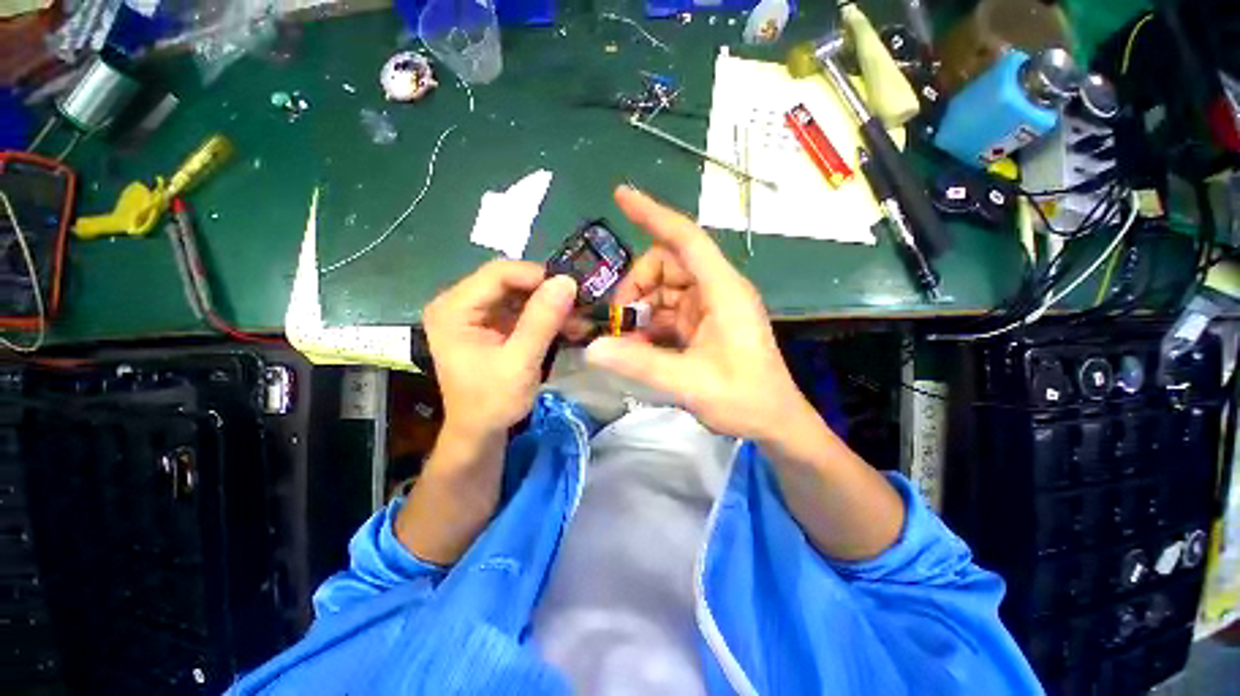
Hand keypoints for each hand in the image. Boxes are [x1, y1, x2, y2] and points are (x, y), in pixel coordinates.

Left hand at [424, 261, 576, 438]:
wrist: (480, 432)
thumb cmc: (492, 402)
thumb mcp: (520, 362)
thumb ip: (542, 321)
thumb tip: (567, 282)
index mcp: (454, 309)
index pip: (498, 273)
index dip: (537, 275)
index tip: (571, 289)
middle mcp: (460, 303)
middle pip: (509, 281)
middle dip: (546, 291)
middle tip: (579, 303)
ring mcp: (476, 313)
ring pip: (519, 293)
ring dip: (550, 304)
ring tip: (579, 317)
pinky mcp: (490, 324)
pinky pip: (521, 309)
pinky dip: (545, 316)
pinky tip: (568, 325)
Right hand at [585, 186, 814, 441]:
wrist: (773, 422)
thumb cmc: (745, 399)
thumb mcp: (690, 383)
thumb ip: (641, 363)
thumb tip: (592, 348)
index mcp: (723, 291)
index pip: (686, 239)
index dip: (653, 214)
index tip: (621, 195)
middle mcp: (716, 290)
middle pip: (667, 265)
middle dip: (637, 286)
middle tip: (619, 319)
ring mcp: (708, 307)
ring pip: (663, 289)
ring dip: (640, 308)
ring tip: (625, 338)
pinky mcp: (702, 324)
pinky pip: (667, 311)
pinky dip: (649, 323)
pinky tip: (637, 345)